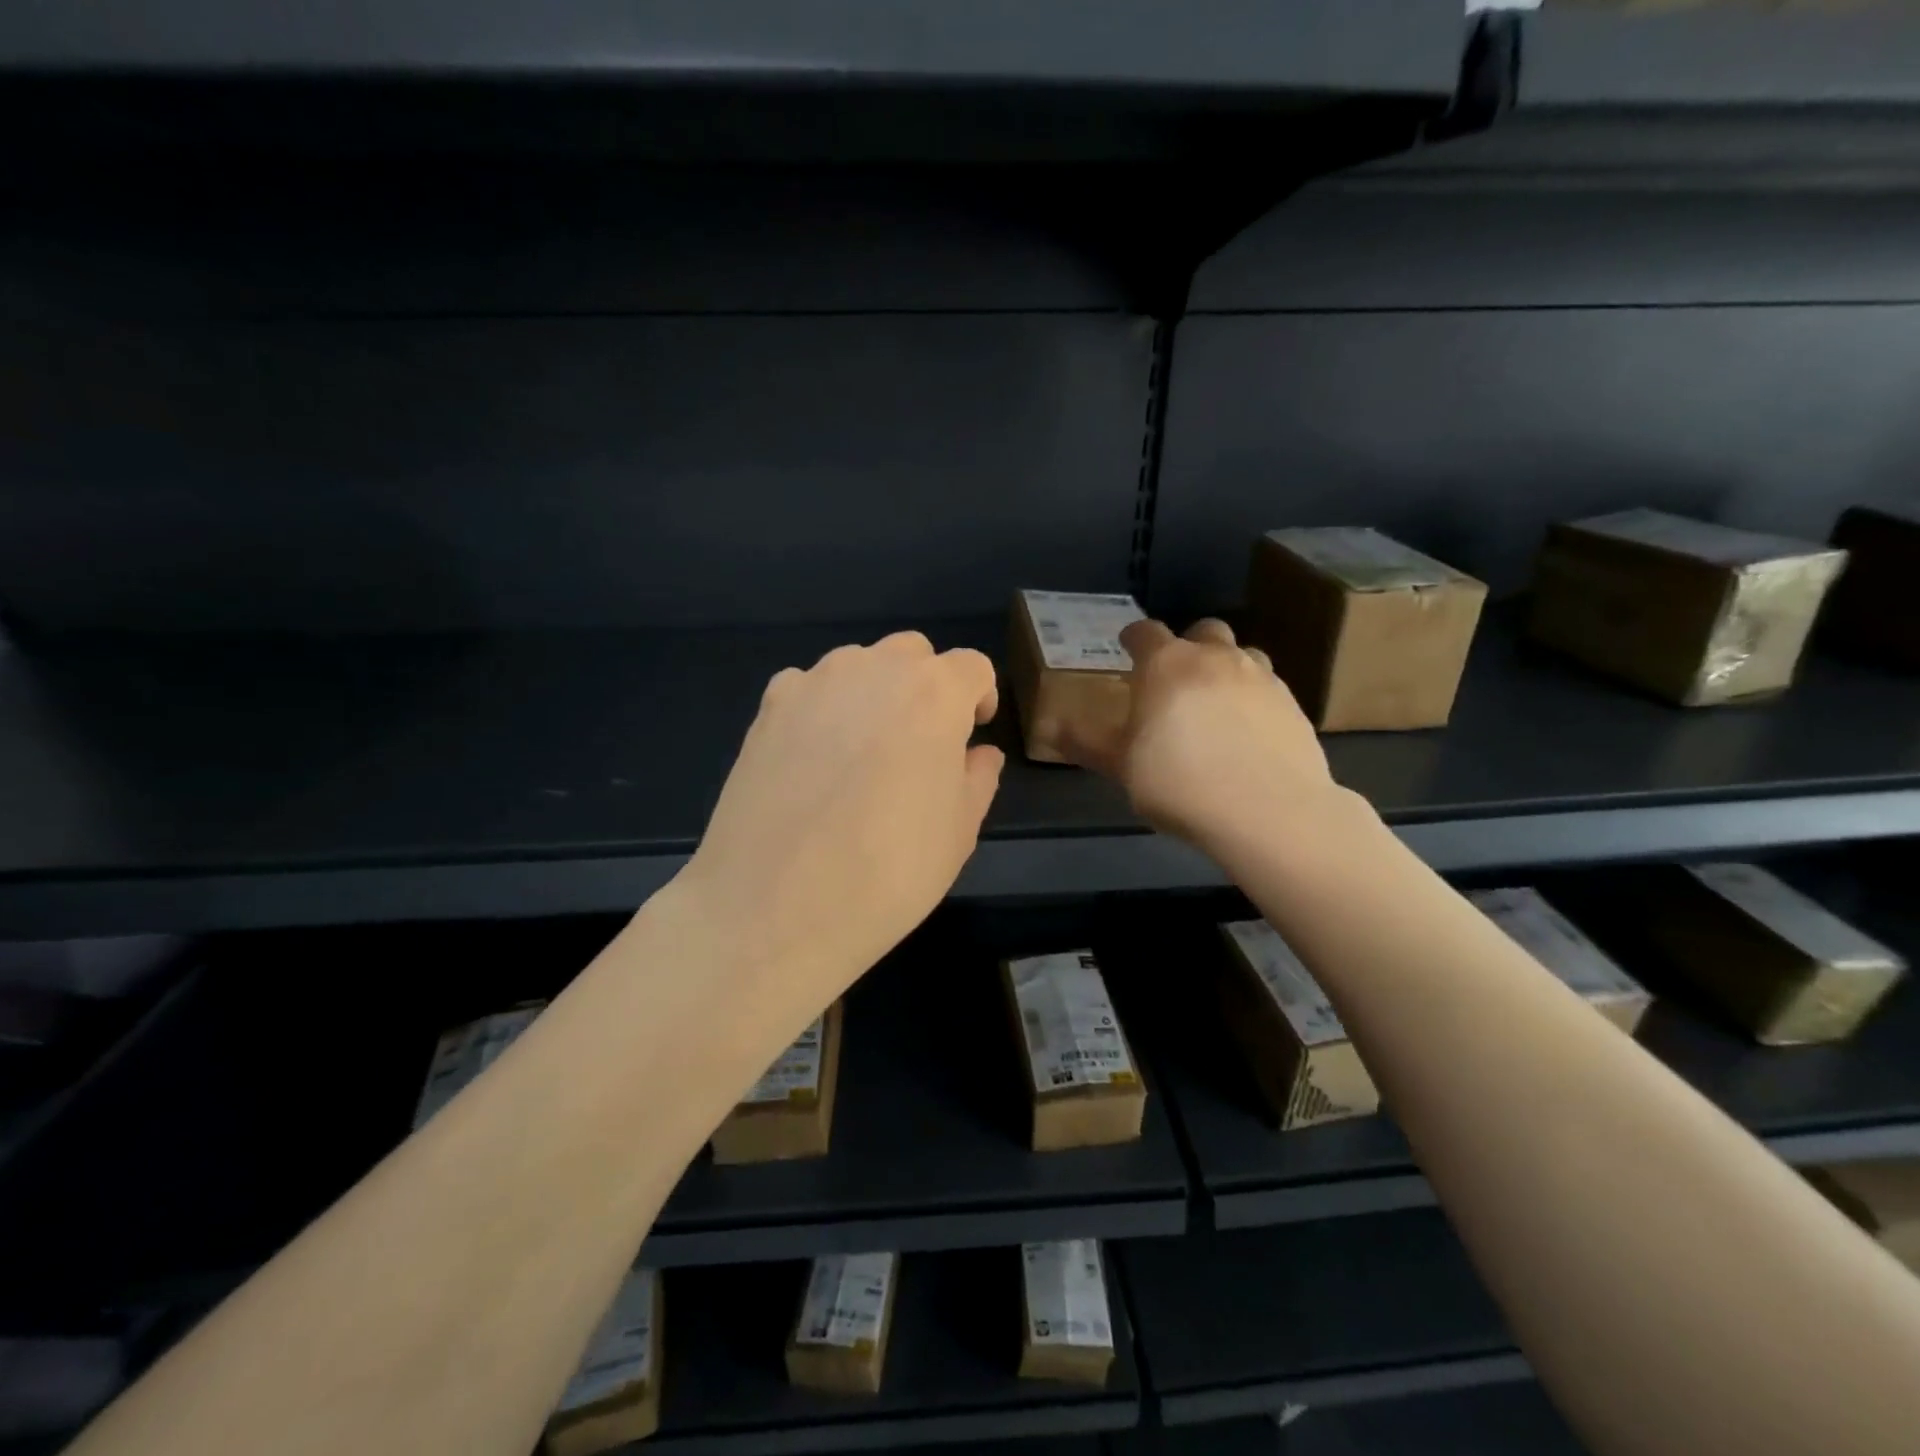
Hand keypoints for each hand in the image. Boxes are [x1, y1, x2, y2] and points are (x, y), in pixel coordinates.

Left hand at [679, 632, 1003, 998]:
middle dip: (926, 686)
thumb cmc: (889, 871)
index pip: (971, 666)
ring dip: (873, 692)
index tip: (973, 733)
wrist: (775, 906)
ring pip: (857, 665)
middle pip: (912, 654)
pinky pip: (808, 689)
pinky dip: (822, 708)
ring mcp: (812, 684)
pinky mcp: (767, 709)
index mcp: (934, 693)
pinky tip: (815, 759)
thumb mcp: (959, 831)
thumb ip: (977, 777)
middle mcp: (873, 669)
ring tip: (865, 752)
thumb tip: (977, 753)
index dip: (980, 696)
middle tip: (921, 742)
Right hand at [1062, 617, 1341, 851]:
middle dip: (1187, 645)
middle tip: (1175, 677)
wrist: (1268, 811)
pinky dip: (1253, 697)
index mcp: (1166, 665)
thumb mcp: (1121, 767)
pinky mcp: (1293, 704)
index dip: (1133, 637)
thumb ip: (1085, 742)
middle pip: (1203, 630)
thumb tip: (1048, 727)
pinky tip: (1247, 731)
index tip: (1126, 648)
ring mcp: (1260, 677)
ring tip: (1216, 702)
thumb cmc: (1179, 783)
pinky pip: (1268, 686)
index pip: (1145, 631)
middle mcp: (1215, 658)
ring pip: (1242, 653)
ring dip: (1225, 666)